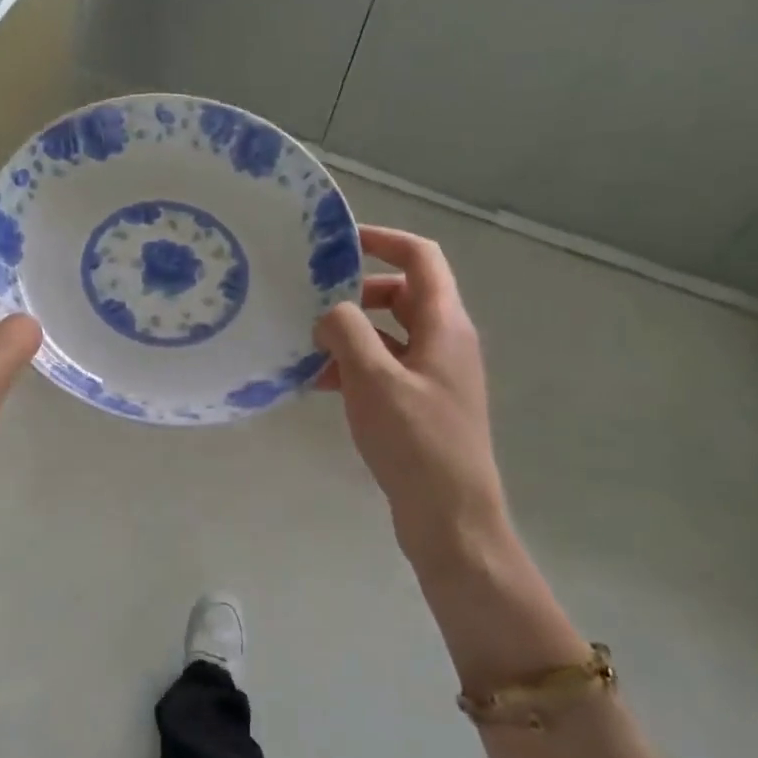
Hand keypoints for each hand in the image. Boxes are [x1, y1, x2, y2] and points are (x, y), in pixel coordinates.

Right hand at [314, 226, 508, 566]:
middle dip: (357, 291)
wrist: (450, 517)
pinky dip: (354, 365)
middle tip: (314, 298)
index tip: (339, 242)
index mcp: (444, 325)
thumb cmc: (415, 442)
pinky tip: (317, 381)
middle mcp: (445, 342)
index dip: (384, 240)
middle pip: (402, 294)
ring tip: (306, 343)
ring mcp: (434, 375)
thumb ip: (346, 331)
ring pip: (389, 333)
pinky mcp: (421, 404)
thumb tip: (330, 312)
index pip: (421, 258)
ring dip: (351, 332)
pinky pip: (385, 367)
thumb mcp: (372, 379)